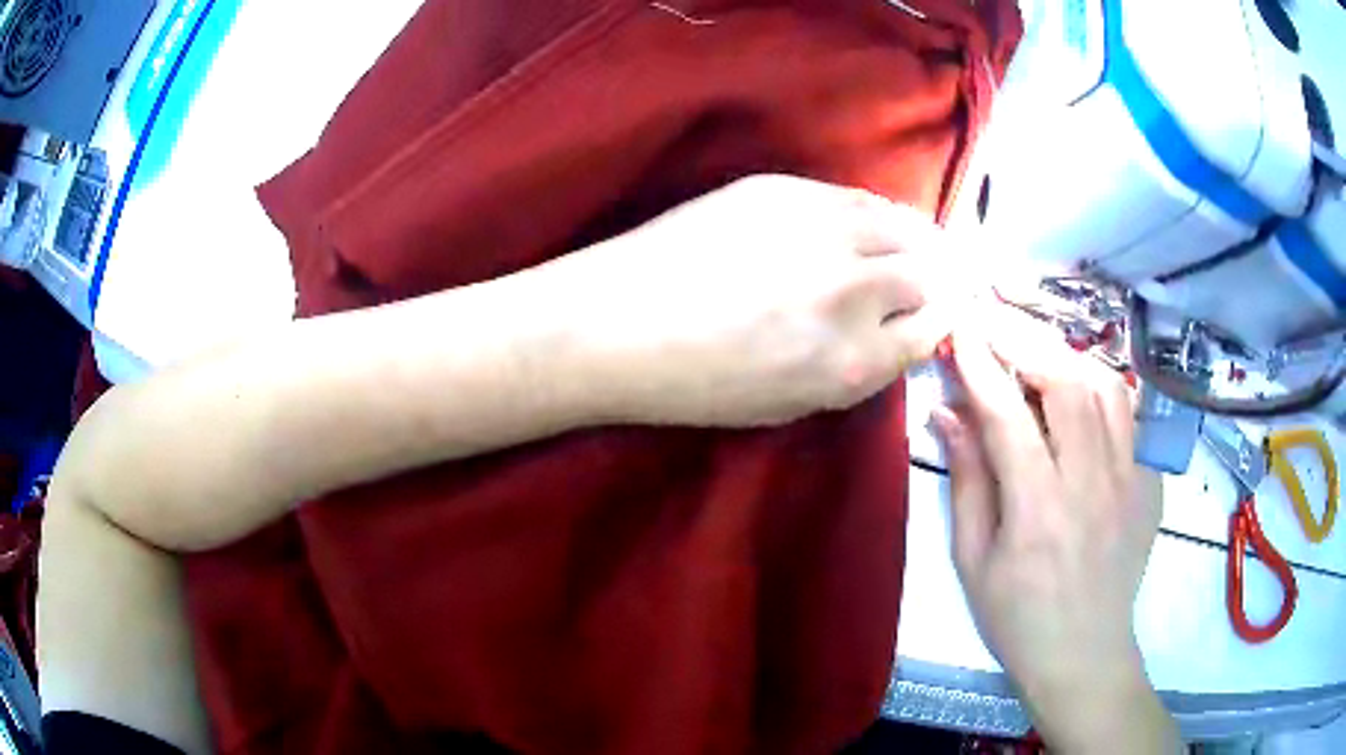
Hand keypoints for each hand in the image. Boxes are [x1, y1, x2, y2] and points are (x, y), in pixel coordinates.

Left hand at [554, 174, 964, 426]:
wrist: (614, 323)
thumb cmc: (694, 384)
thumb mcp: (790, 404)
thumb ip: (856, 371)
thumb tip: (897, 335)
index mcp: (852, 363)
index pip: (932, 332)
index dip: (942, 323)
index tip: (941, 316)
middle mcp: (853, 291)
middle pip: (930, 275)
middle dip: (940, 281)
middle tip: (941, 279)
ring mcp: (821, 230)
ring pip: (904, 227)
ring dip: (921, 240)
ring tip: (922, 246)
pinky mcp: (784, 188)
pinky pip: (857, 199)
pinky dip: (878, 214)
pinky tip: (875, 222)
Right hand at [932, 309, 1179, 752]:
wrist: (1085, 654)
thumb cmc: (1017, 618)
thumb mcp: (974, 560)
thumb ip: (967, 480)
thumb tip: (947, 412)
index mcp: (1038, 511)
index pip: (1008, 414)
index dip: (980, 363)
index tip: (959, 328)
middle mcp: (1091, 483)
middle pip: (1066, 381)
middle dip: (1024, 336)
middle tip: (993, 315)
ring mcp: (1129, 480)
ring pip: (1105, 386)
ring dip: (1065, 353)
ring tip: (1035, 346)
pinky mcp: (1148, 483)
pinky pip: (1129, 414)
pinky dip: (1100, 386)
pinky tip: (1078, 389)